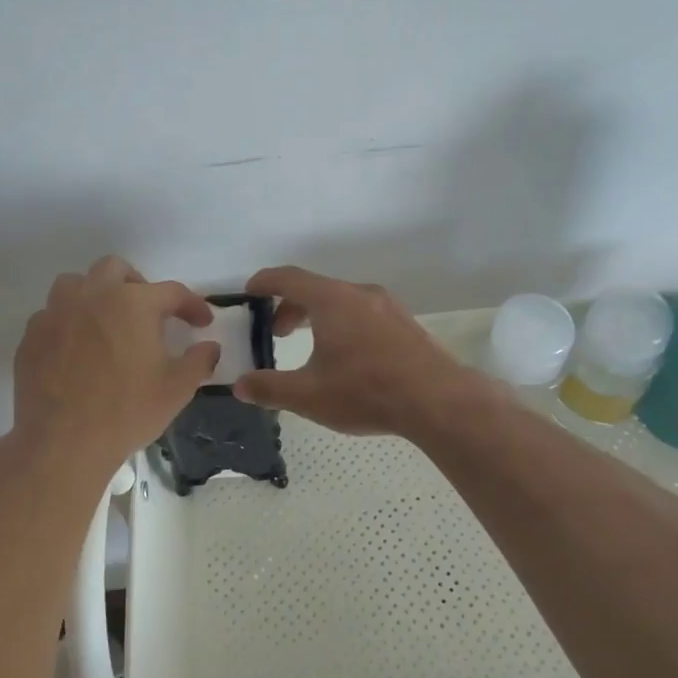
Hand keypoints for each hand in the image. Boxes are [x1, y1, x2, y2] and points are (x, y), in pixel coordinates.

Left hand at [13, 256, 219, 471]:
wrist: (63, 442)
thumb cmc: (127, 411)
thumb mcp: (177, 389)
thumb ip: (199, 361)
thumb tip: (210, 347)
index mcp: (133, 303)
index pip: (171, 292)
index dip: (192, 305)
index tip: (202, 322)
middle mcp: (93, 295)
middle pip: (116, 269)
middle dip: (137, 284)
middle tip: (148, 313)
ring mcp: (56, 313)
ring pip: (76, 283)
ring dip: (95, 294)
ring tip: (106, 322)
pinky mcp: (32, 336)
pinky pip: (51, 314)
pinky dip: (68, 322)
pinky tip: (76, 348)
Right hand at [231, 266, 484, 436]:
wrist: (437, 399)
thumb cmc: (366, 391)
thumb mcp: (309, 395)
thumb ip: (270, 388)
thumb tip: (240, 385)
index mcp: (332, 300)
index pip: (288, 278)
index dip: (264, 282)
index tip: (249, 292)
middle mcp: (359, 293)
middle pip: (316, 288)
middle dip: (290, 307)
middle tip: (277, 333)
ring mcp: (387, 306)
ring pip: (342, 301)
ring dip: (319, 317)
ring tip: (311, 347)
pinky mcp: (405, 323)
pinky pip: (363, 313)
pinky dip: (343, 324)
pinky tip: (348, 358)